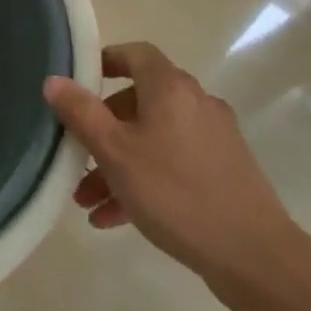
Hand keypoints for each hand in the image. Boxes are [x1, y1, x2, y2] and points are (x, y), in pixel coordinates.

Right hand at [44, 42, 297, 294]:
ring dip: (117, 164)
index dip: (105, 61)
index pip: (135, 53)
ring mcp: (214, 139)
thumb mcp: (114, 152)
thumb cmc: (176, 193)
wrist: (256, 257)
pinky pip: (172, 164)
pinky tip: (114, 219)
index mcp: (171, 88)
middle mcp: (196, 103)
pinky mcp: (224, 172)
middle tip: (75, 157)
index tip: (78, 82)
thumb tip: (54, 80)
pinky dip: (144, 180)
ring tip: (87, 202)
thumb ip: (81, 113)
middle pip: (139, 102)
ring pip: (152, 139)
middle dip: (101, 130)